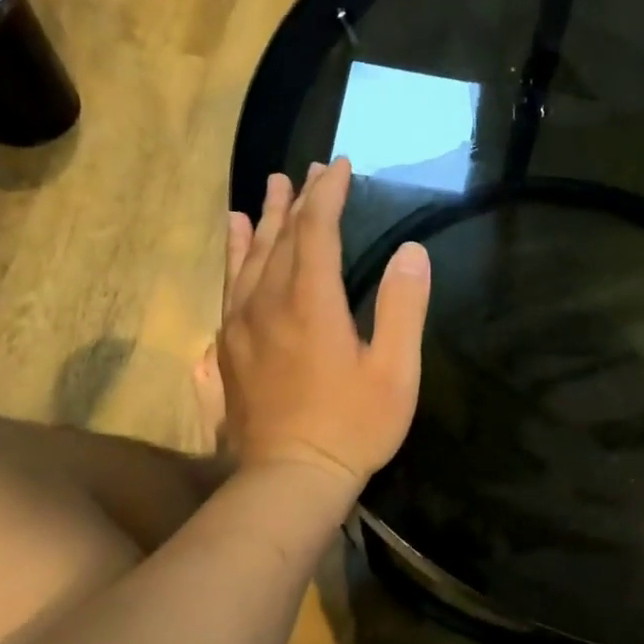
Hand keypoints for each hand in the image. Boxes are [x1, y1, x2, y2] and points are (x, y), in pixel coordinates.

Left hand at [199, 160, 430, 492]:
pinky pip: (230, 283)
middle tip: (310, 169)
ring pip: (251, 255)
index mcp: (312, 302)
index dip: (329, 193)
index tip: (340, 165)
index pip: (318, 230)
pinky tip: (237, 236)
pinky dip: (235, 252)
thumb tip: (412, 252)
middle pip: (282, 236)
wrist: (290, 477)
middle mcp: (270, 301)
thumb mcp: (395, 371)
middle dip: (299, 199)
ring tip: (271, 188)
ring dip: (266, 218)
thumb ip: (404, 308)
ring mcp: (243, 323)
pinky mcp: (230, 345)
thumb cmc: (353, 426)